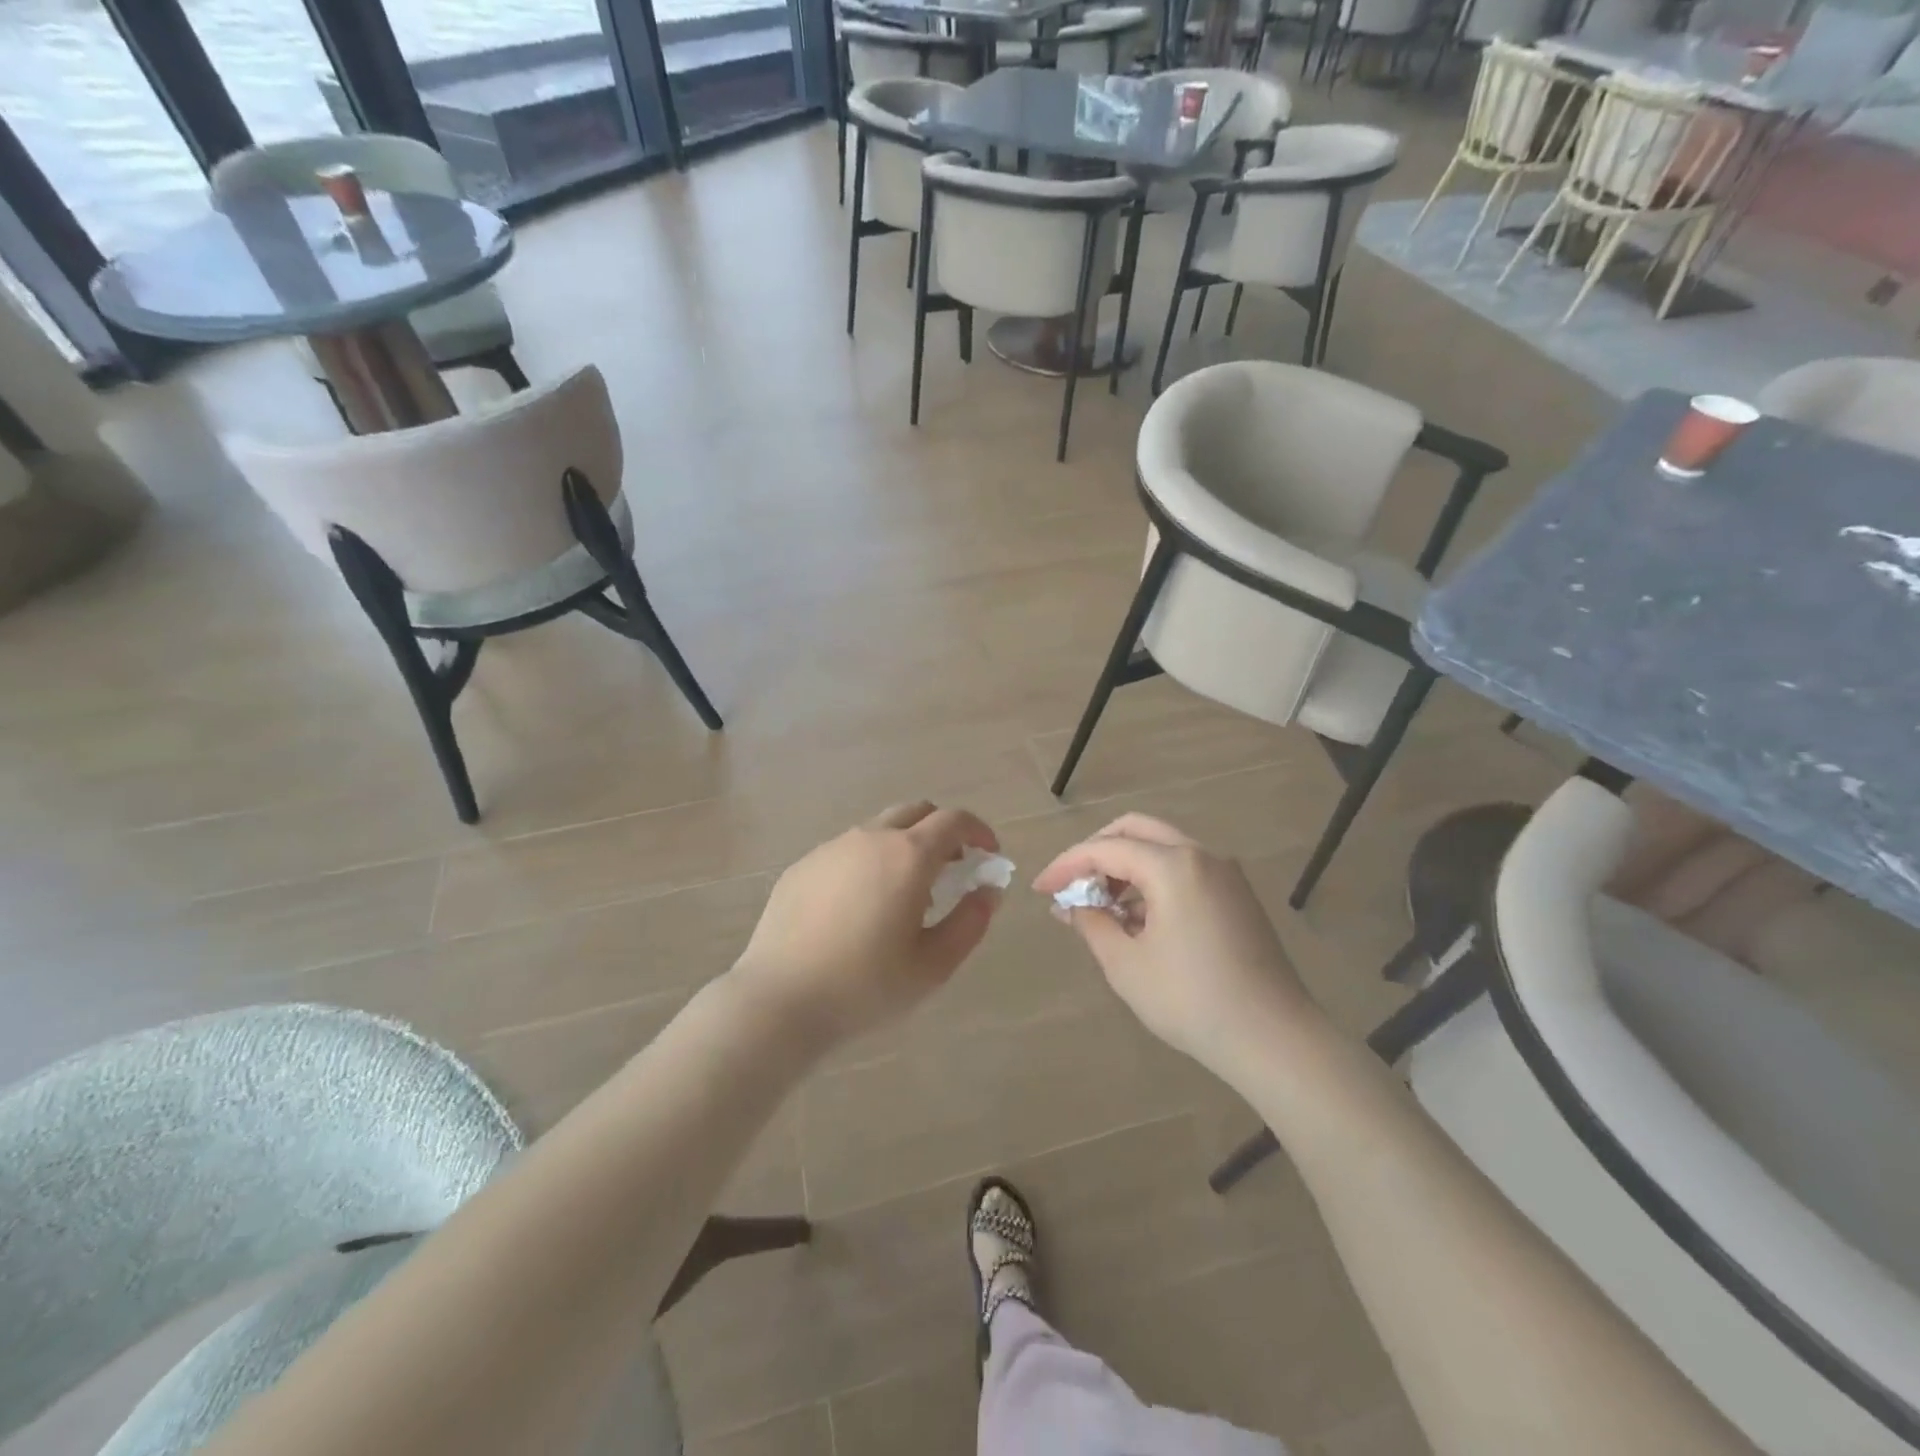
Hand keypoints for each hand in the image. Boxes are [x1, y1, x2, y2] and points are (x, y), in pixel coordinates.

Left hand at [732, 801, 1002, 1048]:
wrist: (780, 1000)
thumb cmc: (865, 986)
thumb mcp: (933, 966)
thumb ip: (969, 923)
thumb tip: (987, 892)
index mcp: (908, 856)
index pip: (954, 820)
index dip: (978, 831)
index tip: (988, 854)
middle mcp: (870, 838)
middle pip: (916, 812)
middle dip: (942, 831)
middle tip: (951, 868)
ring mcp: (831, 848)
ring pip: (879, 829)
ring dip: (904, 847)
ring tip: (904, 894)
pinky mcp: (803, 866)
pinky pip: (847, 851)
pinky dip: (869, 862)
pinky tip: (860, 907)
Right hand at [1032, 814, 1311, 1076]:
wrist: (1274, 1039)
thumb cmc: (1192, 1001)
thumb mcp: (1127, 965)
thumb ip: (1092, 924)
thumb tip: (1072, 906)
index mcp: (1173, 866)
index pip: (1105, 848)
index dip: (1067, 865)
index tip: (1042, 890)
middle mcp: (1201, 855)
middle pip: (1136, 830)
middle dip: (1096, 852)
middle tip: (1072, 885)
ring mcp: (1225, 873)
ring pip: (1162, 848)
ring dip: (1126, 868)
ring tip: (1101, 910)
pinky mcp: (1237, 895)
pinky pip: (1185, 869)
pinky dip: (1153, 881)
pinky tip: (1138, 920)